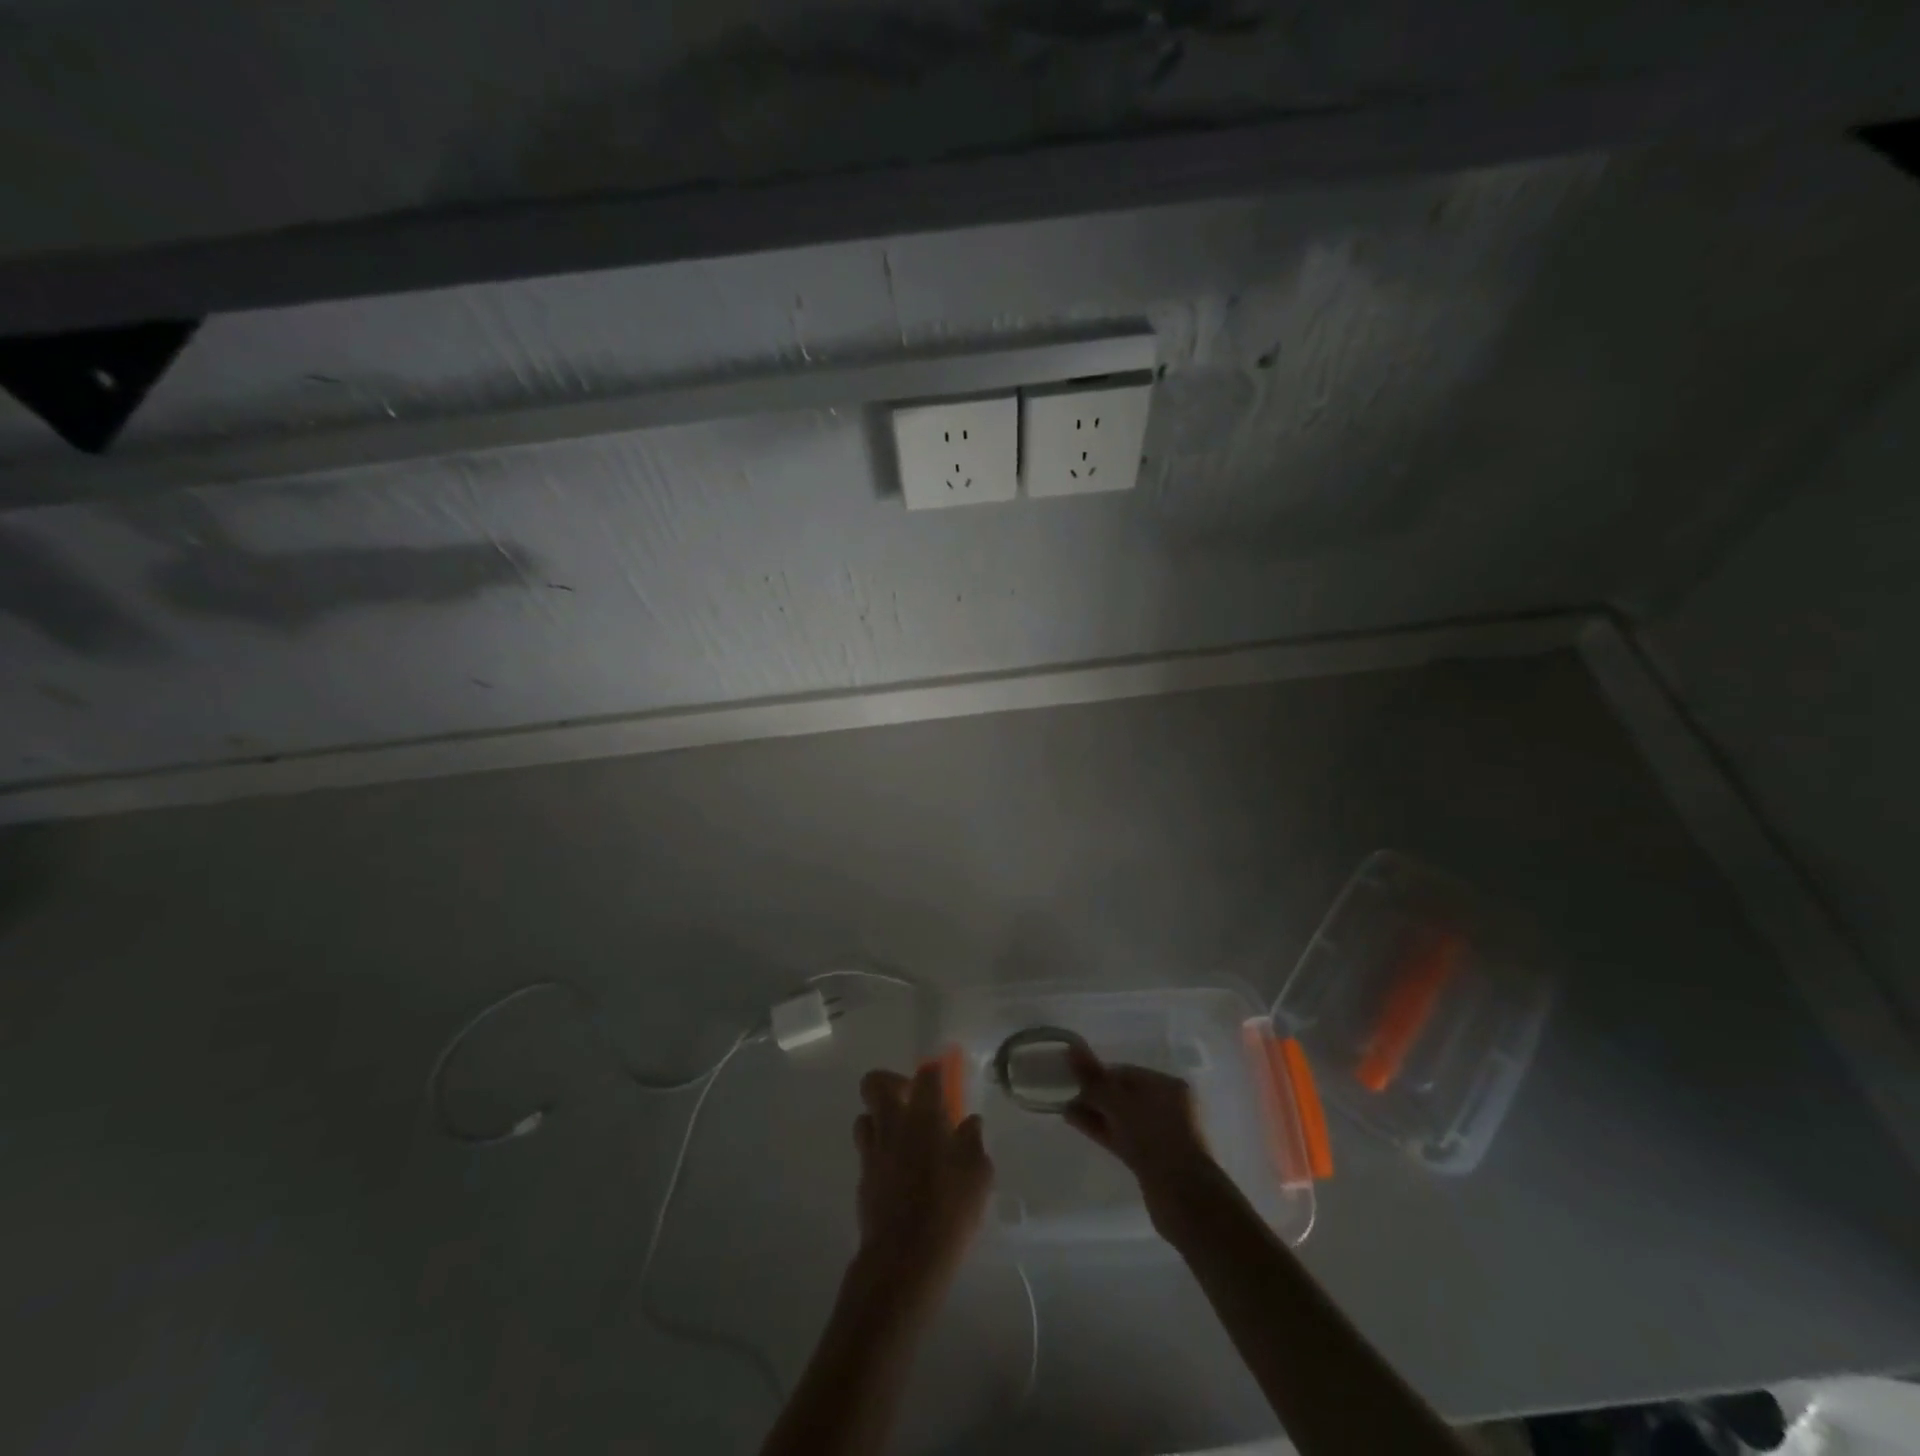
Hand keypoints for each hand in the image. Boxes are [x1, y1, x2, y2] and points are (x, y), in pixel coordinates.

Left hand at [853, 1064, 992, 1289]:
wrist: (904, 1260)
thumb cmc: (950, 1211)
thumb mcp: (978, 1175)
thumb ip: (973, 1143)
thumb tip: (970, 1123)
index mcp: (924, 1116)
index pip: (926, 1075)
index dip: (934, 1072)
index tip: (942, 1078)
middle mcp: (893, 1124)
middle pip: (875, 1083)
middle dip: (891, 1082)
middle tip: (912, 1101)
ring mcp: (873, 1151)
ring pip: (864, 1117)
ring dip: (880, 1119)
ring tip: (903, 1137)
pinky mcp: (862, 1179)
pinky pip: (866, 1152)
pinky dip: (880, 1153)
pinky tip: (899, 1173)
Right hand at [1064, 1046, 1220, 1215]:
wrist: (1184, 1198)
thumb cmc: (1154, 1137)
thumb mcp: (1119, 1103)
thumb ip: (1094, 1078)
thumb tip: (1071, 1049)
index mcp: (1169, 1086)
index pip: (1127, 1073)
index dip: (1098, 1074)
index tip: (1073, 1080)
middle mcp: (1169, 1107)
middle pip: (1124, 1096)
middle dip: (1096, 1096)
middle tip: (1067, 1097)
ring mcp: (1162, 1136)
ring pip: (1122, 1119)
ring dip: (1096, 1114)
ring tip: (1067, 1112)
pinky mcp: (1154, 1161)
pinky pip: (1123, 1137)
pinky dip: (1103, 1130)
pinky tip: (1078, 1125)